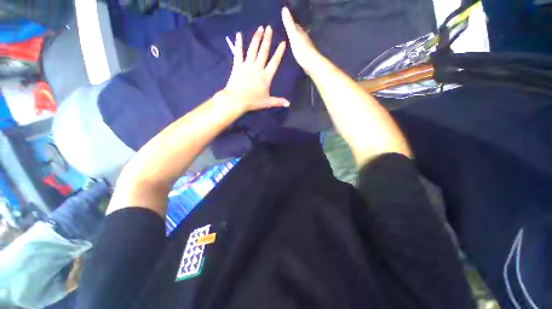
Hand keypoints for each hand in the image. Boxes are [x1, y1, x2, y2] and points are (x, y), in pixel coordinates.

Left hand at [223, 26, 289, 112]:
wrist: (236, 100)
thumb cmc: (253, 101)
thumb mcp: (267, 102)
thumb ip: (278, 101)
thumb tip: (289, 104)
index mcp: (266, 76)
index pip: (274, 62)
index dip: (279, 52)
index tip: (283, 42)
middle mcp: (257, 68)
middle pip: (263, 52)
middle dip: (267, 39)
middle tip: (269, 28)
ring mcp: (247, 66)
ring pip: (252, 50)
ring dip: (256, 38)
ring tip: (260, 28)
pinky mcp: (237, 66)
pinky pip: (238, 53)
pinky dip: (238, 44)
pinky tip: (238, 34)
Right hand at [281, 7, 320, 74]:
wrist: (311, 63)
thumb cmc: (302, 49)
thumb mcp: (293, 36)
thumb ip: (289, 24)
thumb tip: (284, 9)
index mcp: (301, 33)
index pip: (295, 25)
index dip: (290, 22)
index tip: (284, 21)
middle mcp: (304, 38)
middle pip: (297, 33)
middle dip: (292, 31)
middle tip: (284, 31)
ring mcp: (305, 47)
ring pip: (299, 41)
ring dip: (294, 40)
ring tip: (287, 41)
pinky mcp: (305, 56)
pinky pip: (299, 49)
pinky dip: (296, 48)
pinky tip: (293, 51)